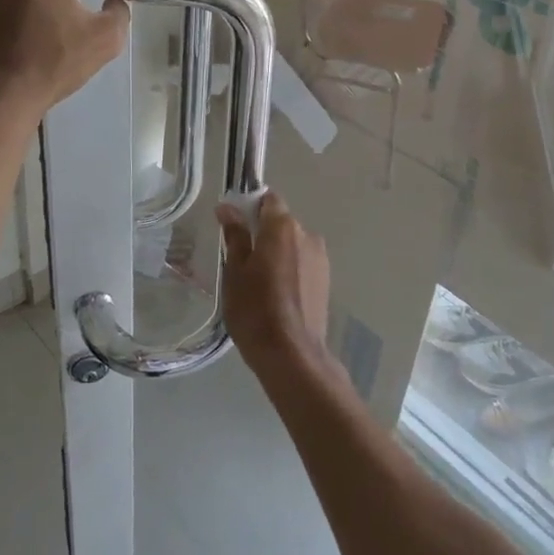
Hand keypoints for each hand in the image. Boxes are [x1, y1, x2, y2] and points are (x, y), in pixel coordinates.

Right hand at [217, 191, 332, 378]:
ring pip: (292, 244)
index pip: (268, 199)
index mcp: (283, 226)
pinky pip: (303, 262)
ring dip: (277, 252)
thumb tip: (227, 207)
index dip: (251, 207)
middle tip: (241, 259)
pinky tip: (277, 294)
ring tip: (259, 282)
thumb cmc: (255, 309)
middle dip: (262, 232)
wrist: (292, 355)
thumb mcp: (235, 271)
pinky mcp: (326, 280)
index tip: (235, 225)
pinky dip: (290, 268)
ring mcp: (320, 258)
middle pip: (281, 222)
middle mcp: (307, 234)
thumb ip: (235, 235)